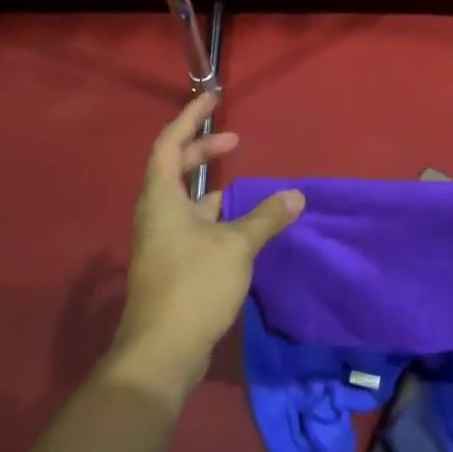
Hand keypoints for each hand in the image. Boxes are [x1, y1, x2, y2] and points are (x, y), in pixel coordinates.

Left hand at [110, 92, 303, 397]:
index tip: (212, 98)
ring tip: (242, 182)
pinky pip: (192, 225)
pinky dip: (214, 215)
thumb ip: (266, 218)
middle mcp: (156, 214)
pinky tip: (239, 226)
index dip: (190, 117)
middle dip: (203, 149)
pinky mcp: (171, 265)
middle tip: (234, 140)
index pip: (170, 143)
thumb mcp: (237, 246)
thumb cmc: (194, 286)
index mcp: (162, 199)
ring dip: (210, 186)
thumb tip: (295, 196)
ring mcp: (161, 242)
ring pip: (184, 200)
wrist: (161, 353)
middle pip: (174, 168)